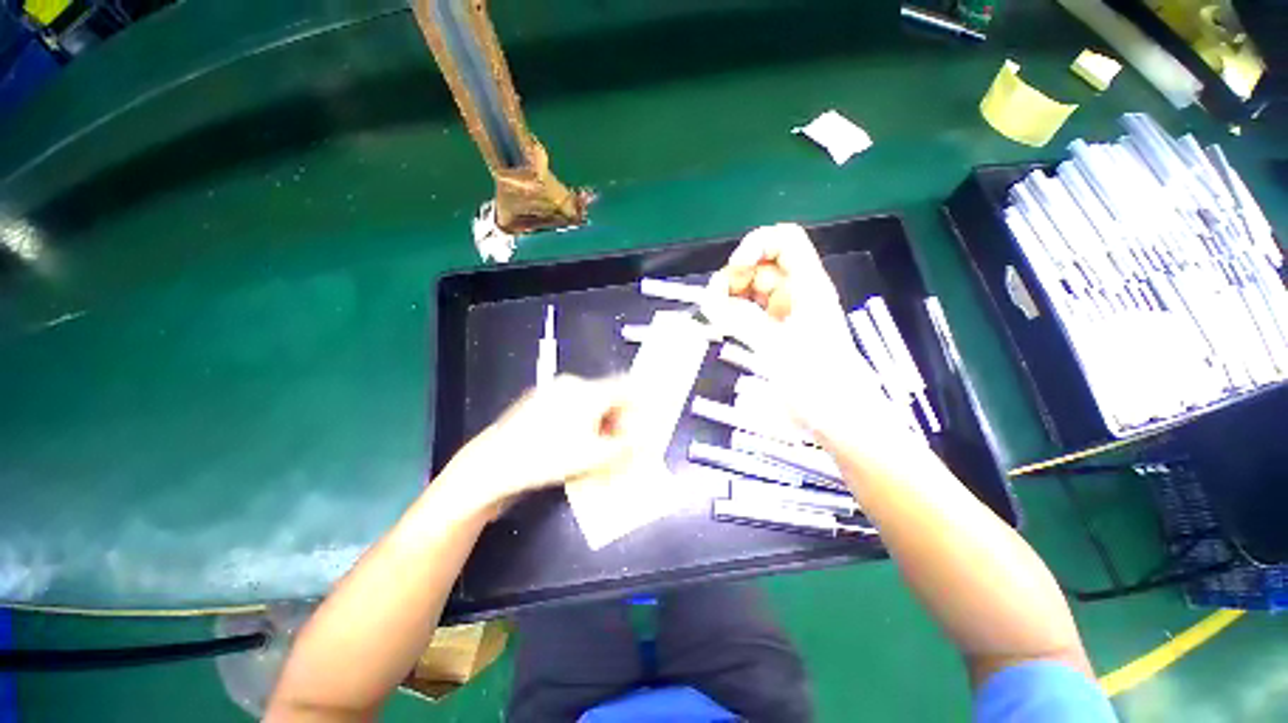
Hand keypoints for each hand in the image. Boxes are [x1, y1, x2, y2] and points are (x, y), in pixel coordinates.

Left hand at [440, 375, 631, 510]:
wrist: (494, 464)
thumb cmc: (548, 458)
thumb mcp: (594, 457)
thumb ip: (626, 447)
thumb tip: (644, 440)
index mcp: (589, 390)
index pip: (626, 388)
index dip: (640, 405)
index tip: (643, 424)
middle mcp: (573, 383)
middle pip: (608, 394)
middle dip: (619, 417)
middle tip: (620, 442)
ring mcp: (553, 390)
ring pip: (590, 400)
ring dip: (601, 419)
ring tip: (598, 445)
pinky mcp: (540, 400)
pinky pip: (572, 404)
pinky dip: (582, 418)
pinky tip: (575, 441)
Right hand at [712, 223, 908, 446]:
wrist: (839, 418)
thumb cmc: (818, 382)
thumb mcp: (777, 347)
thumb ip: (741, 320)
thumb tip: (708, 299)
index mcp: (807, 286)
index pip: (784, 241)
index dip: (756, 245)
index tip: (734, 270)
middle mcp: (796, 293)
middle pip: (761, 265)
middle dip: (735, 277)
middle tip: (715, 303)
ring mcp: (785, 312)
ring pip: (751, 289)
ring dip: (730, 296)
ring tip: (716, 317)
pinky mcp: (776, 331)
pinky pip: (751, 311)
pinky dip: (735, 313)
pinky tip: (724, 325)